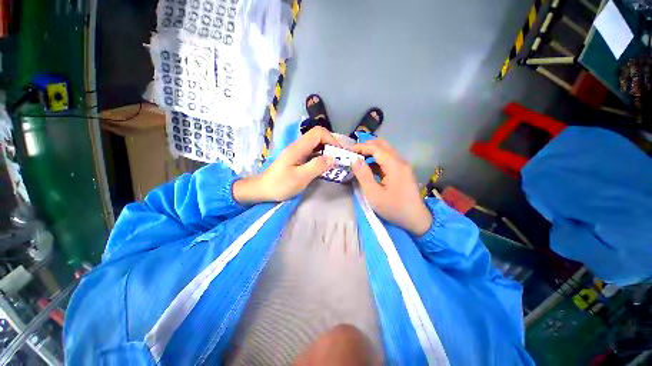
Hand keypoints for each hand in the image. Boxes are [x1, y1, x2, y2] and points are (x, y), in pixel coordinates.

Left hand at [234, 127, 339, 202]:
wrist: (262, 190)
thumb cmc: (280, 185)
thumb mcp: (300, 177)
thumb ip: (317, 166)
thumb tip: (333, 158)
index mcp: (298, 148)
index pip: (318, 133)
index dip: (331, 139)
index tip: (339, 153)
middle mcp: (298, 146)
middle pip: (318, 137)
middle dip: (331, 145)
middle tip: (339, 158)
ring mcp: (298, 152)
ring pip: (316, 145)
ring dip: (327, 151)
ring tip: (335, 163)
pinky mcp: (297, 159)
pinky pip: (313, 153)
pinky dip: (321, 157)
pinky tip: (325, 166)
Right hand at [350, 139, 432, 235]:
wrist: (416, 220)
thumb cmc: (394, 208)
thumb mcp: (374, 194)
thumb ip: (363, 175)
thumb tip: (354, 160)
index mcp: (394, 165)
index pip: (376, 148)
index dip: (361, 147)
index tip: (348, 151)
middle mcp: (400, 161)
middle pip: (382, 146)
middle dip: (366, 146)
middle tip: (353, 153)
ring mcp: (402, 166)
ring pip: (385, 152)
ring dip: (371, 152)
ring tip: (358, 159)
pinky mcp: (402, 172)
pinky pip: (388, 160)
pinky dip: (376, 160)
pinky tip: (368, 167)